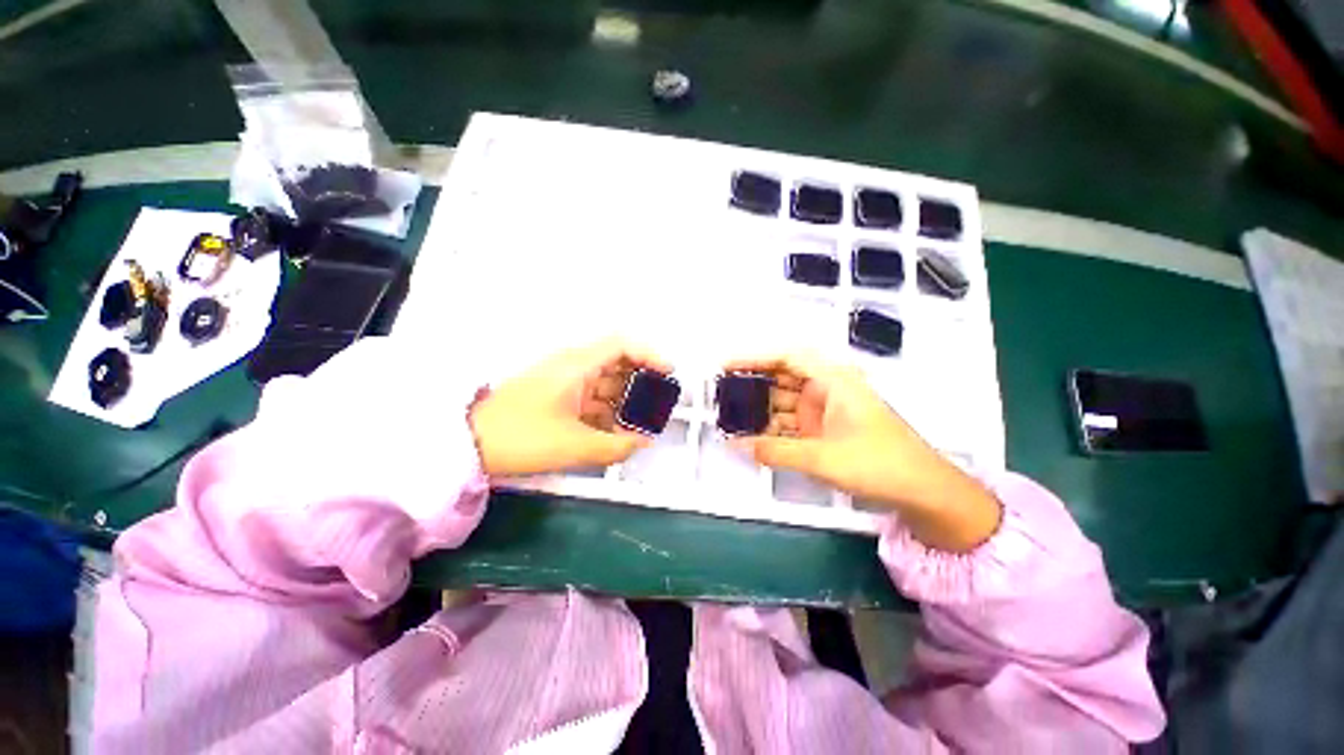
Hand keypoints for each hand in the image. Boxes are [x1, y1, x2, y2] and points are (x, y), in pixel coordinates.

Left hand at [469, 338, 670, 476]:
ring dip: (624, 400)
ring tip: (641, 423)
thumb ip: (617, 446)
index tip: (668, 373)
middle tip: (659, 403)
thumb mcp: (575, 445)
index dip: (649, 355)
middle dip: (641, 382)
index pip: (621, 345)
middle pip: (617, 363)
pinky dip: (607, 410)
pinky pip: (591, 397)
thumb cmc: (522, 437)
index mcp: (577, 365)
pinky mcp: (556, 397)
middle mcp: (572, 366)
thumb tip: (643, 442)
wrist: (468, 444)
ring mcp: (563, 382)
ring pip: (605, 383)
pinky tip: (615, 430)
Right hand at [726, 353, 1001, 551]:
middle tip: (722, 393)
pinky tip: (752, 435)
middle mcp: (827, 389)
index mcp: (833, 380)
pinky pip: (791, 423)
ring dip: (760, 409)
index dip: (754, 358)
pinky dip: (772, 428)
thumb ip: (775, 451)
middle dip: (752, 384)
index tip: (726, 365)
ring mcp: (826, 411)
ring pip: (784, 402)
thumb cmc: (880, 463)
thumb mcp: (822, 458)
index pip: (787, 357)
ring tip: (730, 416)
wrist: (924, 492)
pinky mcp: (825, 430)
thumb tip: (737, 445)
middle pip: (782, 378)